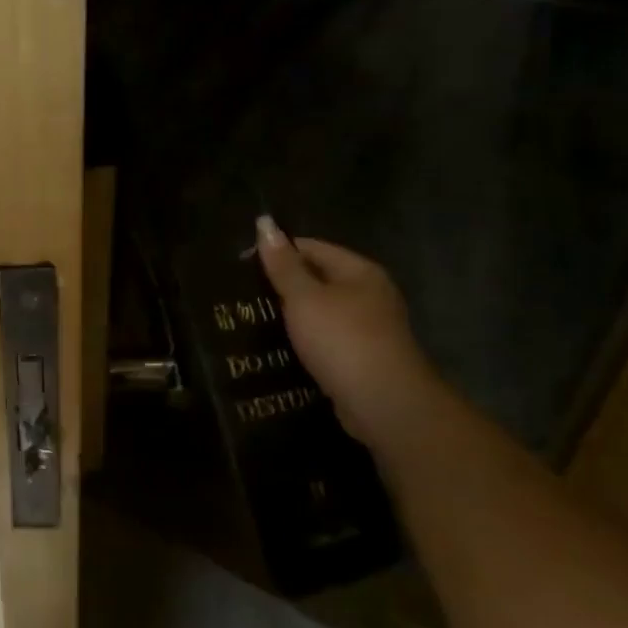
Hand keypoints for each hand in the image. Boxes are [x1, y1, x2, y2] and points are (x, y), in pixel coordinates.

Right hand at [256, 217, 443, 447]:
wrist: (385, 405)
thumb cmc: (343, 340)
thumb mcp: (304, 297)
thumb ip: (282, 263)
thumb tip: (264, 222)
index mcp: (359, 272)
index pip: (311, 247)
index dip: (276, 252)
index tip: (241, 265)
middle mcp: (369, 295)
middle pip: (317, 279)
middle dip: (282, 285)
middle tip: (241, 293)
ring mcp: (368, 329)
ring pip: (320, 312)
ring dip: (292, 316)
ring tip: (252, 319)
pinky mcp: (362, 359)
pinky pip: (325, 339)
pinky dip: (304, 340)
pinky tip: (278, 347)